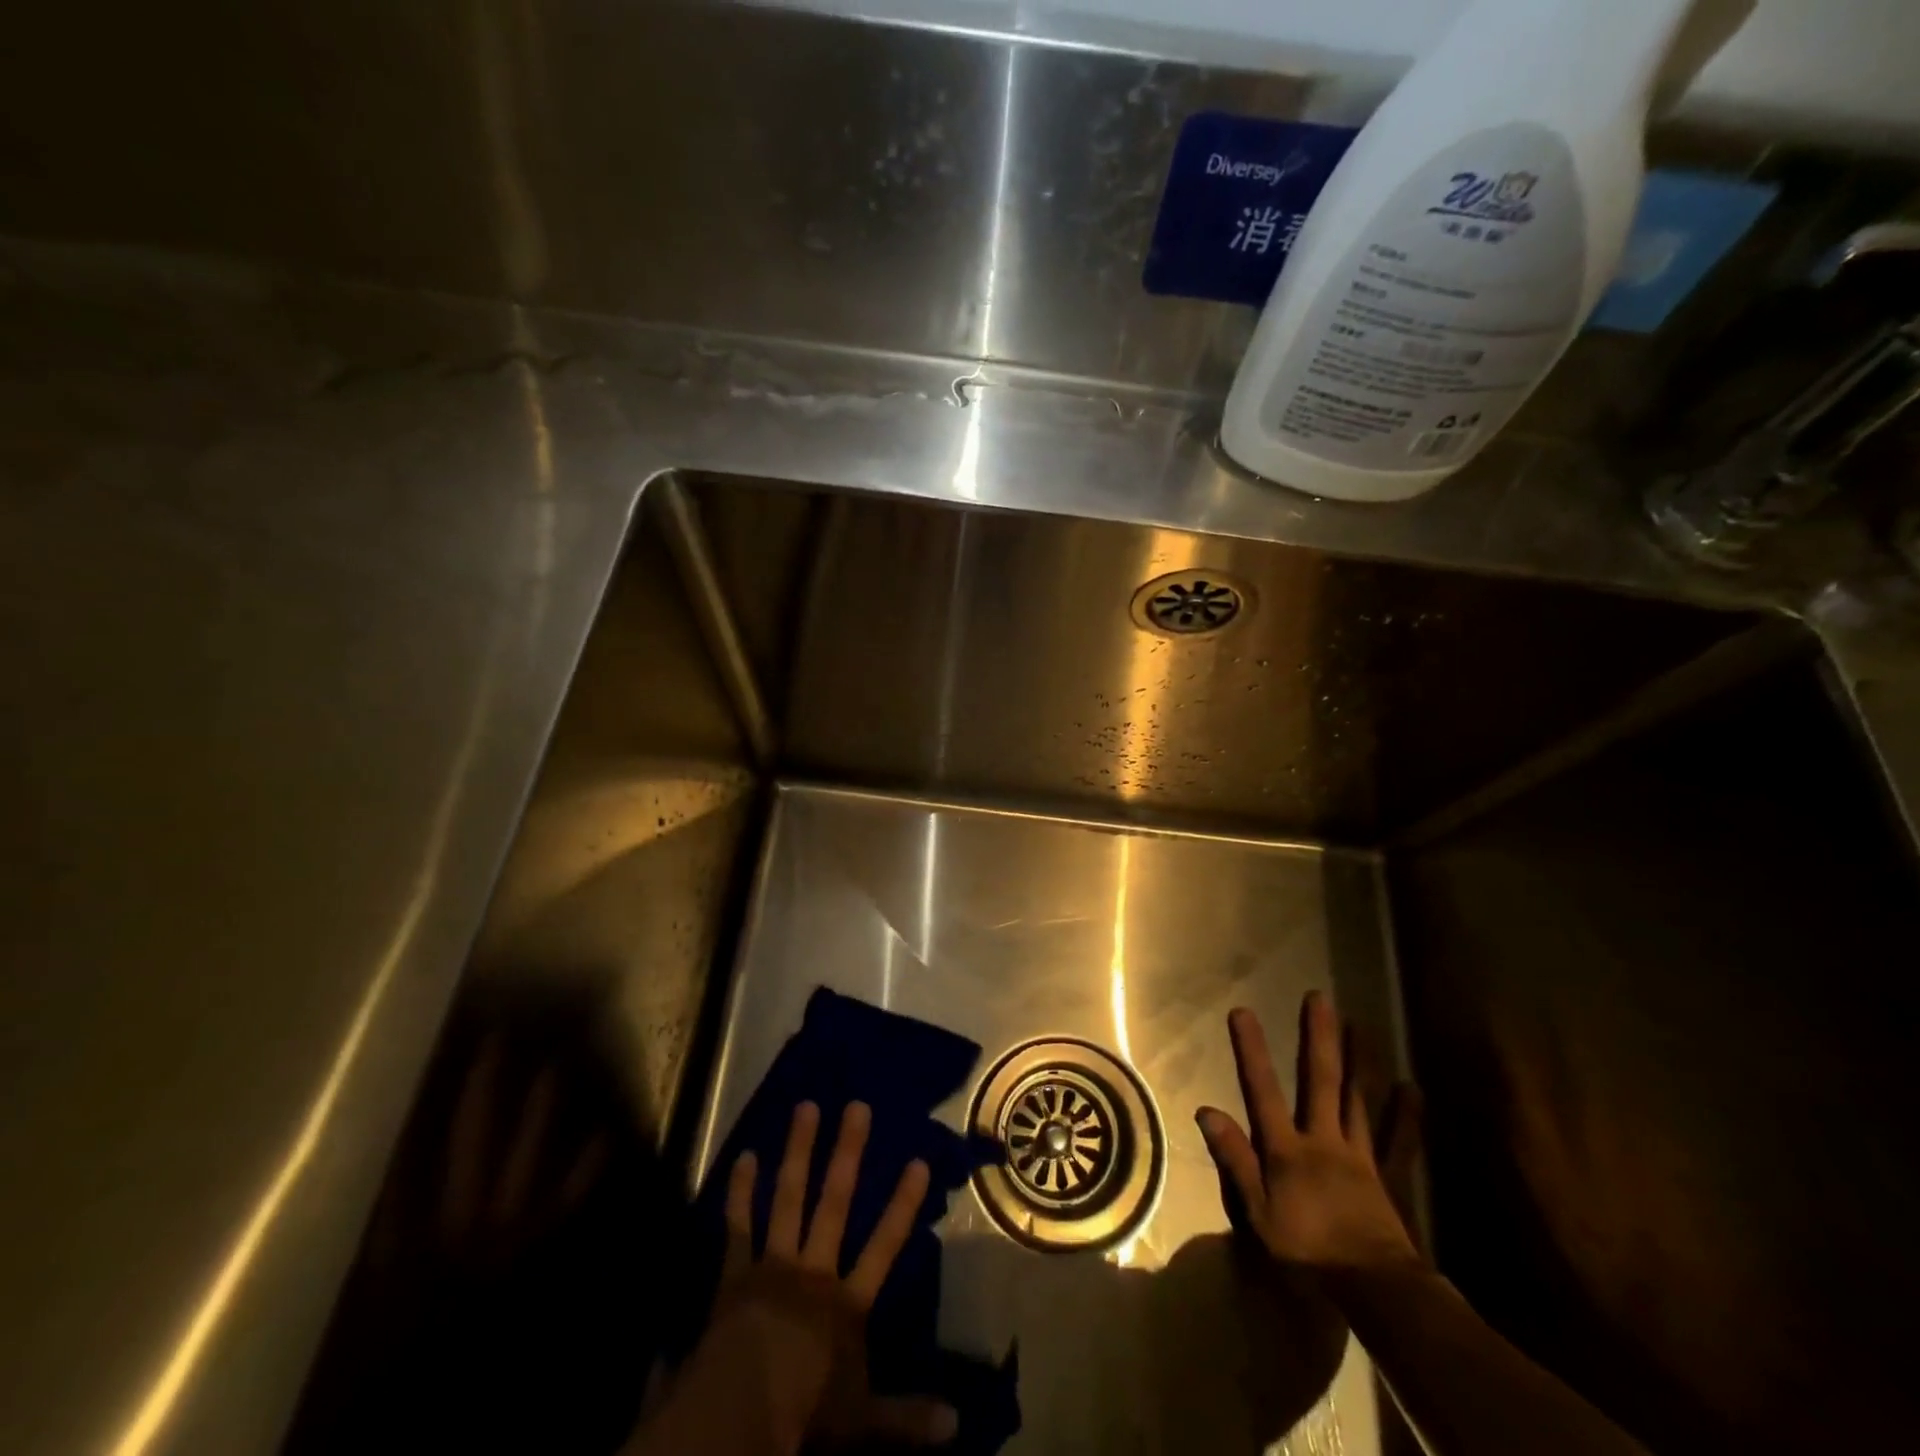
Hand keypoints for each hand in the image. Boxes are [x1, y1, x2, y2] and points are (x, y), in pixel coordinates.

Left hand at [713, 1101, 956, 1450]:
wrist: (734, 1418)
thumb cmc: (802, 1416)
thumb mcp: (862, 1422)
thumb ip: (907, 1416)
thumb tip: (959, 1423)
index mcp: (846, 1302)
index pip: (884, 1246)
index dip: (903, 1204)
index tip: (919, 1160)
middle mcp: (813, 1270)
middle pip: (835, 1202)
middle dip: (848, 1153)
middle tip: (857, 1106)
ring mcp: (772, 1264)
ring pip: (789, 1198)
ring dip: (799, 1151)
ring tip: (806, 1107)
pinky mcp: (735, 1273)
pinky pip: (738, 1225)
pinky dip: (741, 1191)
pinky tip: (745, 1155)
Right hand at [1196, 994, 1421, 1275]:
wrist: (1373, 1290)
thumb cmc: (1307, 1250)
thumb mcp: (1257, 1211)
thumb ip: (1234, 1159)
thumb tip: (1205, 1110)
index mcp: (1287, 1148)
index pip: (1263, 1090)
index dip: (1252, 1051)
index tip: (1243, 1011)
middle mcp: (1324, 1139)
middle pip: (1319, 1081)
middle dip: (1317, 1038)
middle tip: (1319, 998)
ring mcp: (1360, 1155)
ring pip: (1357, 1099)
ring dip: (1357, 1060)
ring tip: (1359, 1024)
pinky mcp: (1389, 1176)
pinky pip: (1399, 1141)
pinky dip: (1405, 1114)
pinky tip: (1411, 1087)